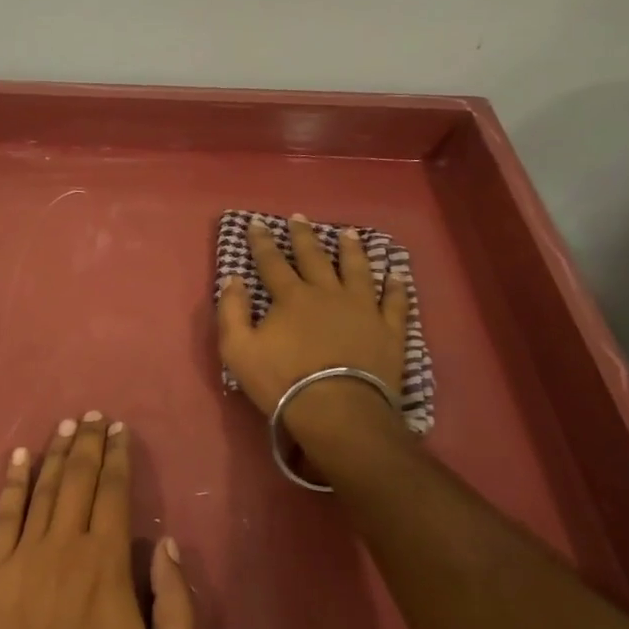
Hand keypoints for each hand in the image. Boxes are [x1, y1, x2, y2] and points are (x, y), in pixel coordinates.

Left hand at [0, 414, 194, 628]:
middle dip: (88, 443)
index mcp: (107, 566)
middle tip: (93, 415)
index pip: (114, 494)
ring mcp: (23, 558)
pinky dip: (12, 482)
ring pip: (43, 490)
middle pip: (78, 480)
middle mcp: (65, 548)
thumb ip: (178, 607)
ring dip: (55, 453)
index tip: (119, 430)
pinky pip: (4, 516)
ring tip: (65, 425)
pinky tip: (18, 458)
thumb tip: (168, 546)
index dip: (117, 458)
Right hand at [216, 215, 414, 480]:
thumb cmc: (282, 381)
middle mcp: (328, 293)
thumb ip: (231, 311)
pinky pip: (395, 302)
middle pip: (315, 257)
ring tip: (349, 234)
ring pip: (357, 270)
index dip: (262, 241)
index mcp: (291, 297)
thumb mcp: (238, 349)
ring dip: (352, 250)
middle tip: (300, 217)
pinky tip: (396, 274)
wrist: (338, 411)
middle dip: (304, 236)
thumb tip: (233, 279)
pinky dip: (396, 287)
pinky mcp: (389, 330)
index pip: (272, 262)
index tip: (256, 223)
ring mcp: (363, 309)